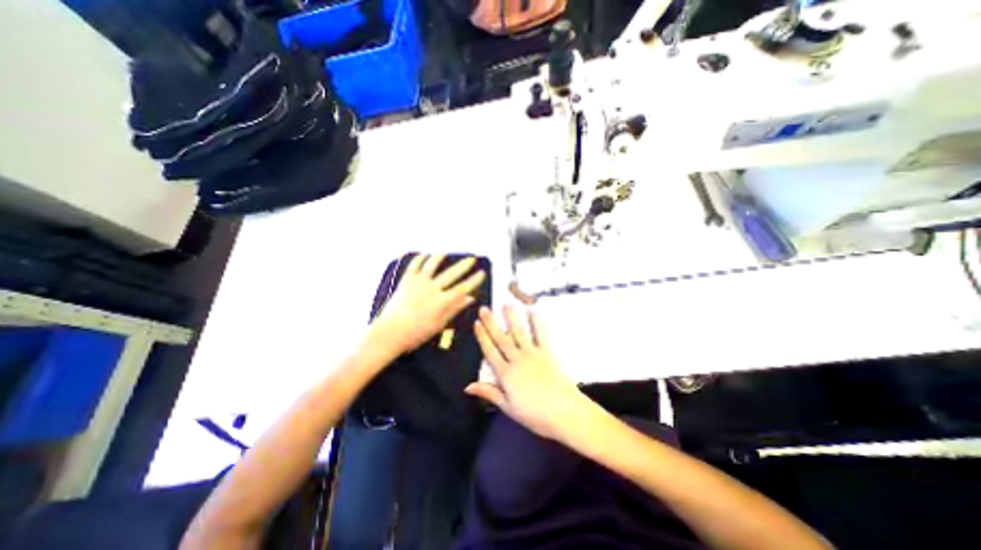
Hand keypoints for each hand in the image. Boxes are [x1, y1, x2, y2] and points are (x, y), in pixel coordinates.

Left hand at [373, 253, 485, 355]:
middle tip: (472, 259)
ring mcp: (418, 283)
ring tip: (446, 252)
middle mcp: (432, 288)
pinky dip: (420, 259)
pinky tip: (424, 255)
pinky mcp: (406, 281)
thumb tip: (470, 299)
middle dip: (464, 265)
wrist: (390, 332)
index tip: (482, 273)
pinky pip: (414, 266)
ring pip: (432, 265)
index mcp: (442, 301)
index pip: (463, 287)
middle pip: (451, 273)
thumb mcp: (439, 324)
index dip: (474, 280)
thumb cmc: (416, 333)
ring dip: (440, 257)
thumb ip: (455, 309)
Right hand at [464, 305, 593, 442]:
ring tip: (505, 304)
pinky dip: (536, 322)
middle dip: (491, 322)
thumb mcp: (508, 408)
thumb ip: (489, 393)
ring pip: (519, 332)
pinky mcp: (547, 352)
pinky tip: (532, 312)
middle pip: (501, 338)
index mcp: (506, 374)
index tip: (476, 323)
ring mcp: (533, 354)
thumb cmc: (535, 415)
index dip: (482, 336)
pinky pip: (540, 334)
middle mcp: (517, 359)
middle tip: (484, 308)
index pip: (490, 351)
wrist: (565, 413)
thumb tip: (468, 386)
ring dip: (511, 317)